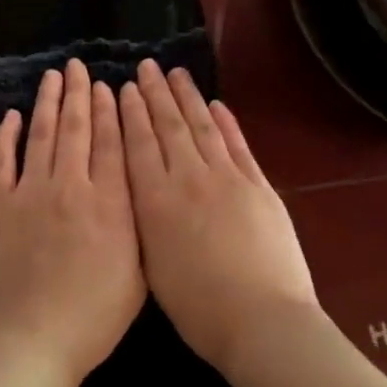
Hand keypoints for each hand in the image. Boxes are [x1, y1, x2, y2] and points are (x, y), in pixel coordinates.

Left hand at [0, 59, 145, 386]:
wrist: (29, 344)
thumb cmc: (92, 320)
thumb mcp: (138, 276)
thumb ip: (140, 226)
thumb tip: (140, 188)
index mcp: (110, 203)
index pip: (113, 143)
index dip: (111, 110)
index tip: (109, 85)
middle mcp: (71, 187)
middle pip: (76, 129)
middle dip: (79, 94)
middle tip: (78, 66)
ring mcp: (30, 194)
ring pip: (41, 135)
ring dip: (47, 103)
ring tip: (53, 77)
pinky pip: (3, 161)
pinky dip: (7, 136)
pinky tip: (11, 116)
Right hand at [119, 61, 320, 375]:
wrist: (261, 320)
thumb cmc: (199, 309)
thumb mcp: (153, 267)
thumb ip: (144, 221)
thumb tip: (140, 190)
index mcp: (156, 202)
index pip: (139, 146)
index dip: (131, 114)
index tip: (125, 88)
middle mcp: (189, 179)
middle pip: (169, 128)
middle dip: (155, 95)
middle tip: (146, 66)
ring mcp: (228, 178)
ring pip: (203, 128)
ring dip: (188, 98)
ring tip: (176, 74)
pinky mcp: (259, 186)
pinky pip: (238, 145)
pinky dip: (226, 122)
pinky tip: (217, 105)